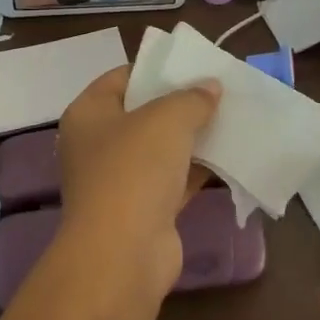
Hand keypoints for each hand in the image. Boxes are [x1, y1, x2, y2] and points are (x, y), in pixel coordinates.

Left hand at [56, 64, 219, 288]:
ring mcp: (119, 180)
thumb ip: (192, 98)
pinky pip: (174, 179)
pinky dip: (198, 168)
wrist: (123, 254)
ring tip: (231, 117)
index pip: (122, 77)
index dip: (156, 68)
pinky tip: (230, 155)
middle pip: (143, 113)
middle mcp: (98, 145)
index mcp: (89, 114)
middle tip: (218, 90)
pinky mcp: (143, 210)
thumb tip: (210, 87)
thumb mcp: (167, 119)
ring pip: (161, 148)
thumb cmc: (134, 170)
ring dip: (193, 136)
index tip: (192, 64)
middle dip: (180, 103)